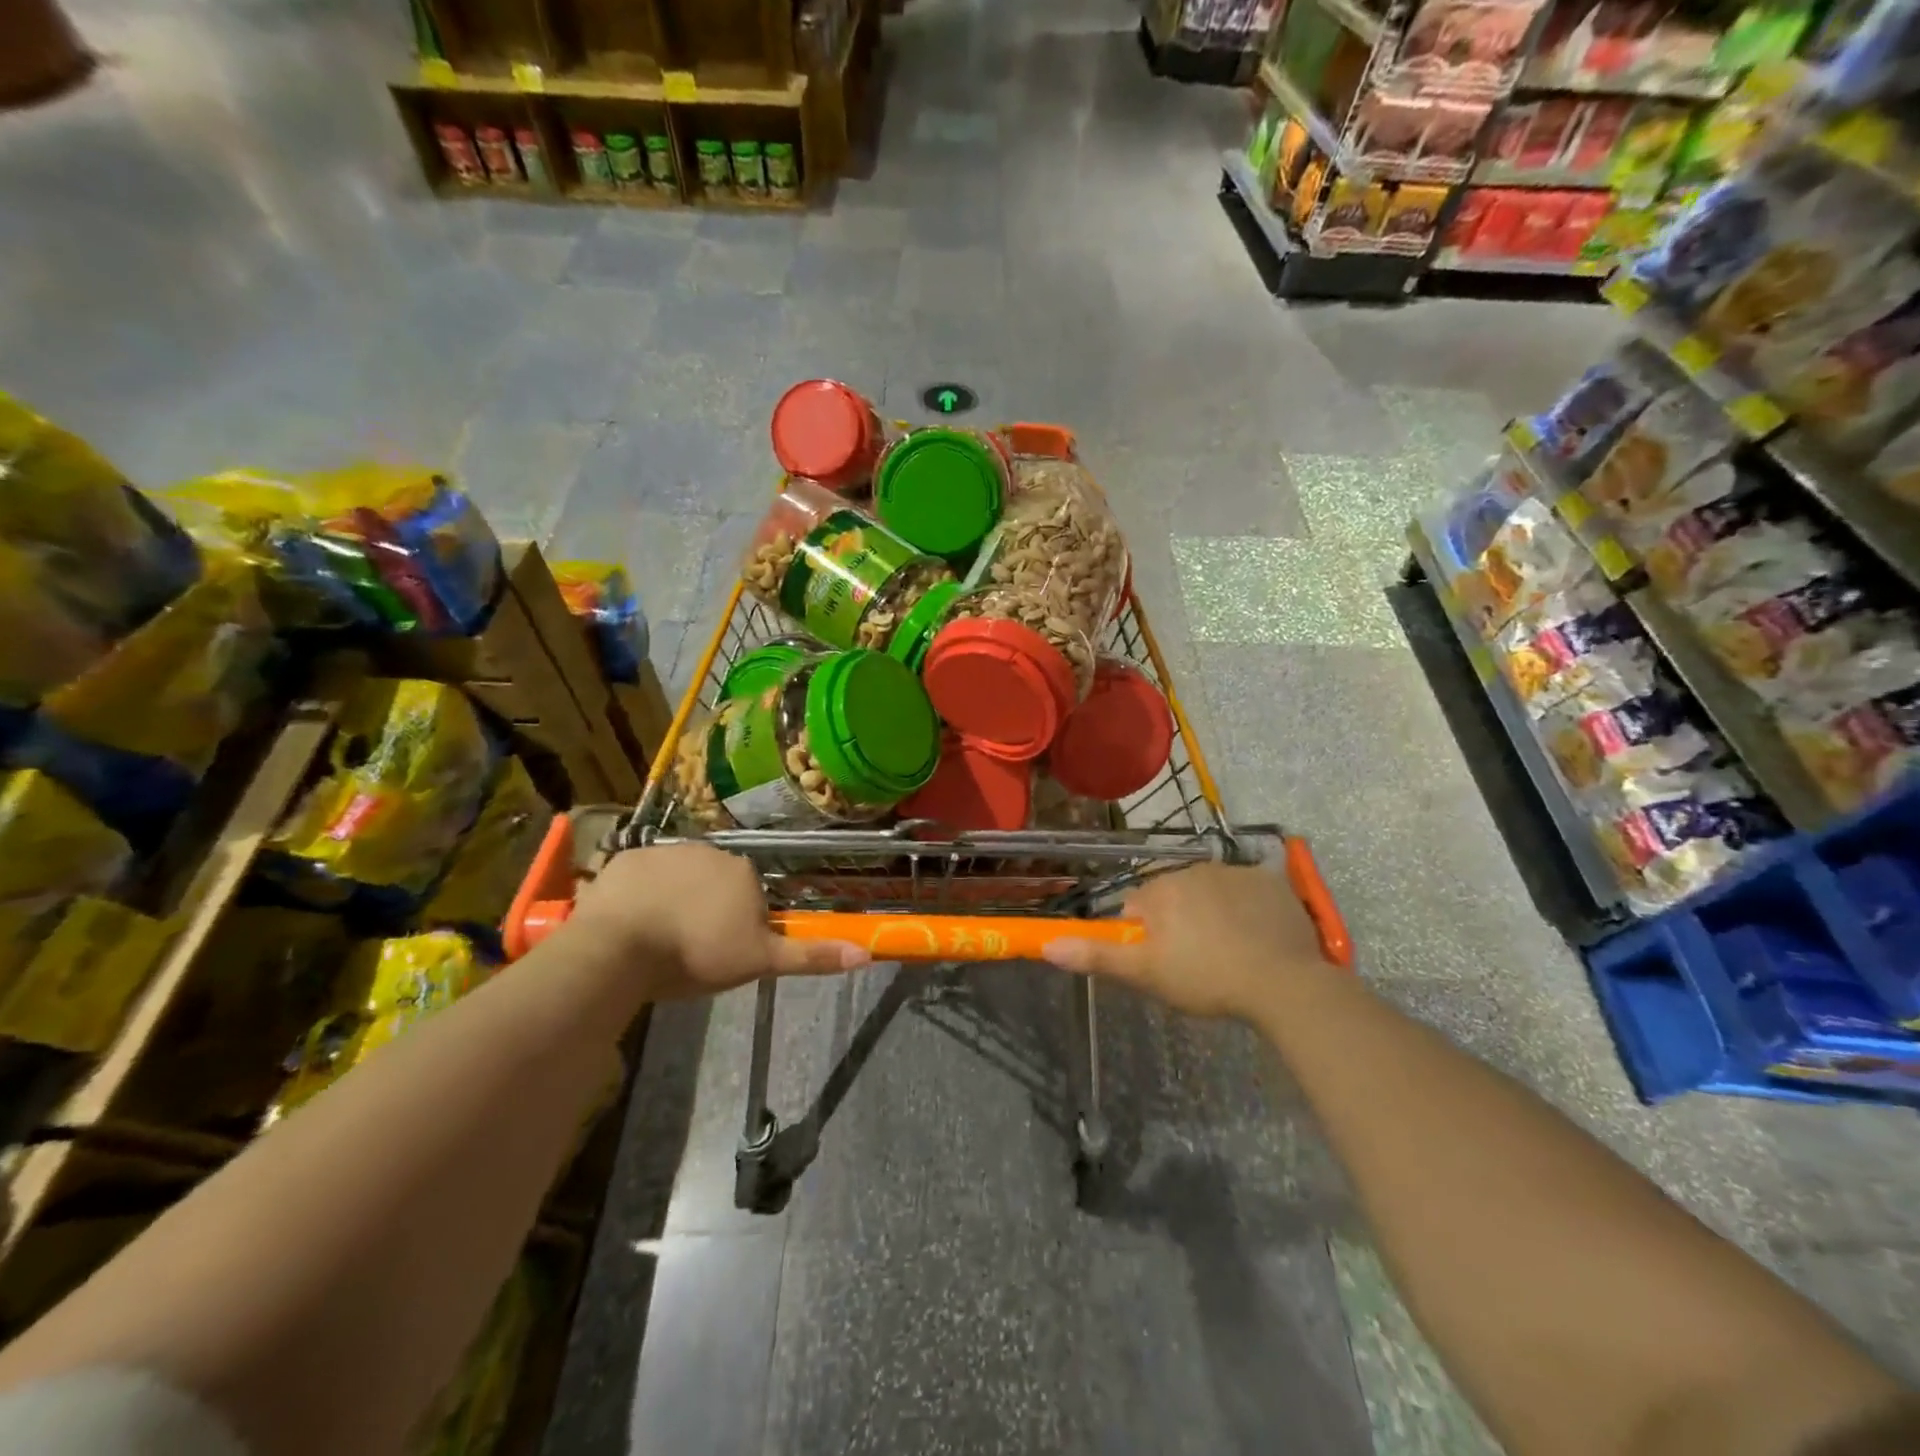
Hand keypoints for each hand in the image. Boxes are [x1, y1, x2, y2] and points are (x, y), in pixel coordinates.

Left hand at [564, 843, 868, 999]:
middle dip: (707, 909)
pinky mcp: (627, 859)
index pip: (750, 896)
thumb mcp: (758, 961)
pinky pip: (641, 877)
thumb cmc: (697, 954)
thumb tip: (866, 954)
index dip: (738, 926)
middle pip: (715, 883)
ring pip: (678, 878)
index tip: (720, 953)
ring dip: (673, 900)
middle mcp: (711, 851)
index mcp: (744, 872)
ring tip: (657, 940)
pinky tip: (630, 924)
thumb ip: (810, 956)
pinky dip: (639, 895)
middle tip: (689, 949)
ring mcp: (666, 851)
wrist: (620, 948)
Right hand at [1042, 862, 1334, 1020]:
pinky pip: (1248, 890)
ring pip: (1210, 891)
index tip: (1163, 963)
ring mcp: (1235, 872)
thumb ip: (1097, 956)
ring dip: (1212, 913)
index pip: (1137, 906)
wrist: (1285, 984)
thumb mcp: (1146, 974)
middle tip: (1196, 962)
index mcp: (1161, 890)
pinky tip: (1258, 938)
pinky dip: (1248, 908)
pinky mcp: (1271, 881)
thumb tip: (1046, 945)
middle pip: (1173, 895)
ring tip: (1231, 953)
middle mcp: (1194, 869)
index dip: (1145, 935)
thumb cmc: (1207, 979)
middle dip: (1179, 922)